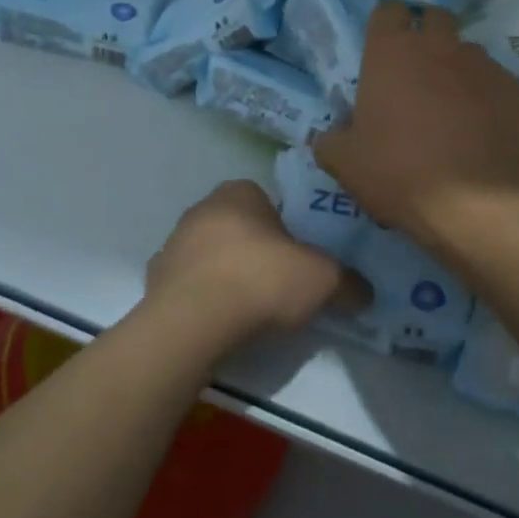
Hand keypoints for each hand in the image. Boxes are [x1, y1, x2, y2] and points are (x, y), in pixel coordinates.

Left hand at [146, 181, 365, 343]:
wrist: (193, 323)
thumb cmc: (261, 281)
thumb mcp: (323, 280)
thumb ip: (348, 282)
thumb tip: (364, 292)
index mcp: (237, 192)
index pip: (265, 200)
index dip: (284, 228)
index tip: (297, 258)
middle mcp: (200, 209)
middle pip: (237, 228)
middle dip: (255, 252)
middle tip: (279, 285)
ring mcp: (172, 246)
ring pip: (210, 256)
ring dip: (227, 276)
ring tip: (250, 312)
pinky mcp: (154, 282)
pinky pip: (188, 287)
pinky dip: (203, 301)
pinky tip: (221, 325)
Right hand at [315, 2, 518, 243]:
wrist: (476, 200)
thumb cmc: (399, 172)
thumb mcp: (346, 164)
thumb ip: (331, 141)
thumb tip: (329, 136)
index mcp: (391, 52)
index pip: (388, 11)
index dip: (385, 25)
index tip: (382, 48)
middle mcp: (438, 45)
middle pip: (434, 17)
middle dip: (426, 34)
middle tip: (416, 70)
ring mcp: (481, 64)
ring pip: (467, 50)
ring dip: (456, 66)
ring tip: (451, 104)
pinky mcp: (514, 88)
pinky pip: (494, 80)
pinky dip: (485, 94)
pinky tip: (481, 126)